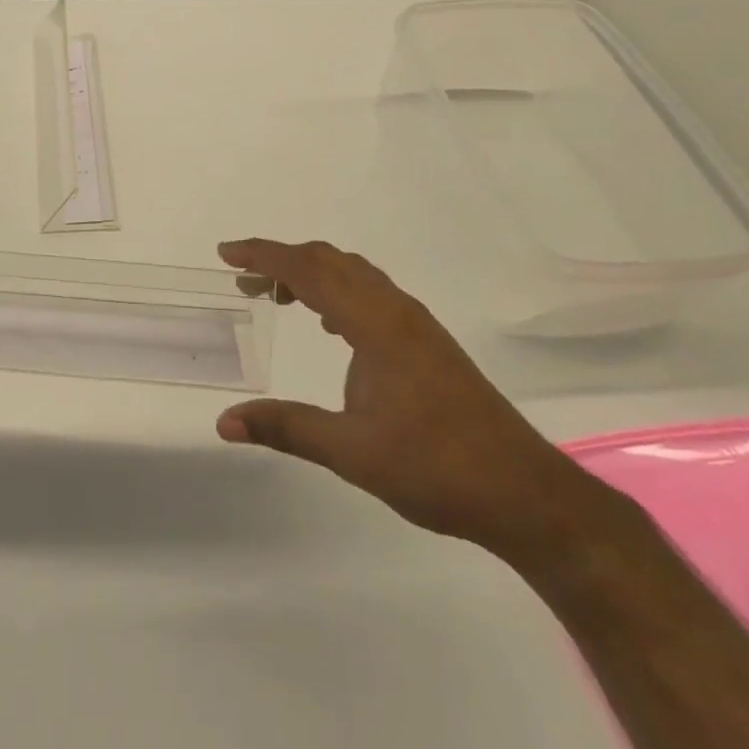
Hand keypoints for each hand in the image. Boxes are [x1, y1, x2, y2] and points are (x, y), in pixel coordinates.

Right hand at [215, 239, 611, 563]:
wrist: (524, 494)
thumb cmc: (436, 469)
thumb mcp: (351, 452)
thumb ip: (285, 428)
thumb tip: (224, 421)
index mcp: (376, 324)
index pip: (308, 270)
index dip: (263, 256)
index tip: (226, 254)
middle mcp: (396, 310)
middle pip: (330, 261)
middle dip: (282, 261)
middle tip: (244, 280)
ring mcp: (416, 324)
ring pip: (353, 274)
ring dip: (311, 274)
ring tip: (277, 297)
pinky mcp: (427, 342)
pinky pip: (371, 293)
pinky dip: (337, 291)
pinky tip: (328, 326)